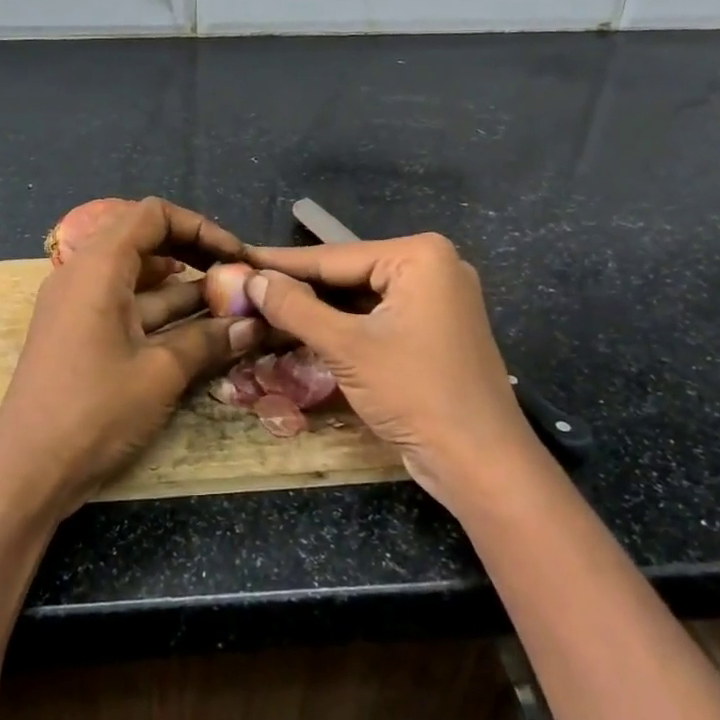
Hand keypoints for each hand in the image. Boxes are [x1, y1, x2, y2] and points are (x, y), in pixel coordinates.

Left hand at [0, 198, 259, 516]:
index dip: (199, 227)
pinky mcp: (80, 335)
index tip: (235, 255)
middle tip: (235, 278)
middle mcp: (83, 275)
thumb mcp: (160, 372)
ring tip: (230, 306)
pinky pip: (127, 307)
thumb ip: (208, 340)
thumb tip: (253, 326)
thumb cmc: (94, 410)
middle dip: (194, 255)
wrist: (27, 471)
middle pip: (145, 242)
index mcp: (97, 266)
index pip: (152, 215)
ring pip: (139, 279)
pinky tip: (200, 332)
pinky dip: (162, 314)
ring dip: (184, 289)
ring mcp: (79, 306)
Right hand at [244, 234, 548, 511]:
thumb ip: (296, 308)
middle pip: (348, 274)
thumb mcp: (347, 347)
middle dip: (298, 287)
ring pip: (360, 298)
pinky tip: (302, 329)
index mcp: (420, 256)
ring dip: (317, 309)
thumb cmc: (416, 394)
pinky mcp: (433, 330)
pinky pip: (377, 318)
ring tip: (262, 307)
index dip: (281, 262)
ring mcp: (436, 300)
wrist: (481, 463)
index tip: (238, 258)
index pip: (334, 256)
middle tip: (245, 287)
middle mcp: (432, 267)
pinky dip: (343, 326)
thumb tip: (253, 279)